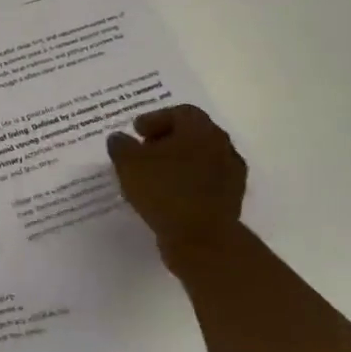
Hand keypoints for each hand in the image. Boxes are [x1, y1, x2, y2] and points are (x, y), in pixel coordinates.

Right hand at [107, 105, 247, 260]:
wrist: (201, 238)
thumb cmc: (163, 191)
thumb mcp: (128, 164)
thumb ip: (121, 145)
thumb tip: (119, 138)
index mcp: (201, 130)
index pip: (180, 112)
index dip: (155, 119)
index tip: (136, 131)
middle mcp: (222, 146)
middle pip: (193, 134)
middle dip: (167, 139)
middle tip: (143, 150)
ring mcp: (231, 174)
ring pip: (201, 158)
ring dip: (178, 161)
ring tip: (153, 174)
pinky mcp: (231, 199)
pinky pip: (205, 181)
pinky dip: (187, 182)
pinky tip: (168, 194)